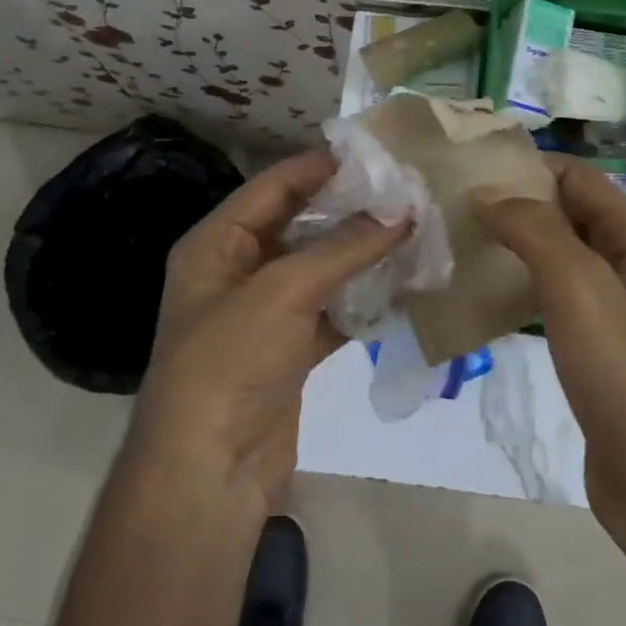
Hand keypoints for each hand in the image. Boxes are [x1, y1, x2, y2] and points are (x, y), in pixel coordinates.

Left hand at [132, 150, 407, 504]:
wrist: (210, 471)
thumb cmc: (230, 363)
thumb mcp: (283, 292)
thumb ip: (343, 248)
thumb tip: (402, 211)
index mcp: (216, 245)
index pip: (273, 187)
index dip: (321, 167)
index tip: (375, 154)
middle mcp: (238, 272)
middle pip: (300, 226)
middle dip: (350, 211)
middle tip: (406, 192)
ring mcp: (266, 314)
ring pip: (322, 269)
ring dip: (363, 255)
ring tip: (416, 231)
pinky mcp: (291, 350)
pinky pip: (333, 311)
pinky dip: (363, 300)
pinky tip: (404, 286)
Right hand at [473, 156, 625, 526]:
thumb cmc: (622, 372)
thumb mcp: (579, 287)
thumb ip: (535, 230)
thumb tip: (488, 192)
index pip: (578, 177)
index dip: (528, 167)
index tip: (470, 167)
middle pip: (567, 213)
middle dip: (516, 204)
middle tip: (454, 205)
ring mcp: (614, 306)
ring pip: (558, 255)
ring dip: (514, 244)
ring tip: (459, 242)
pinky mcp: (596, 344)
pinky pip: (554, 296)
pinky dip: (521, 285)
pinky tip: (484, 293)